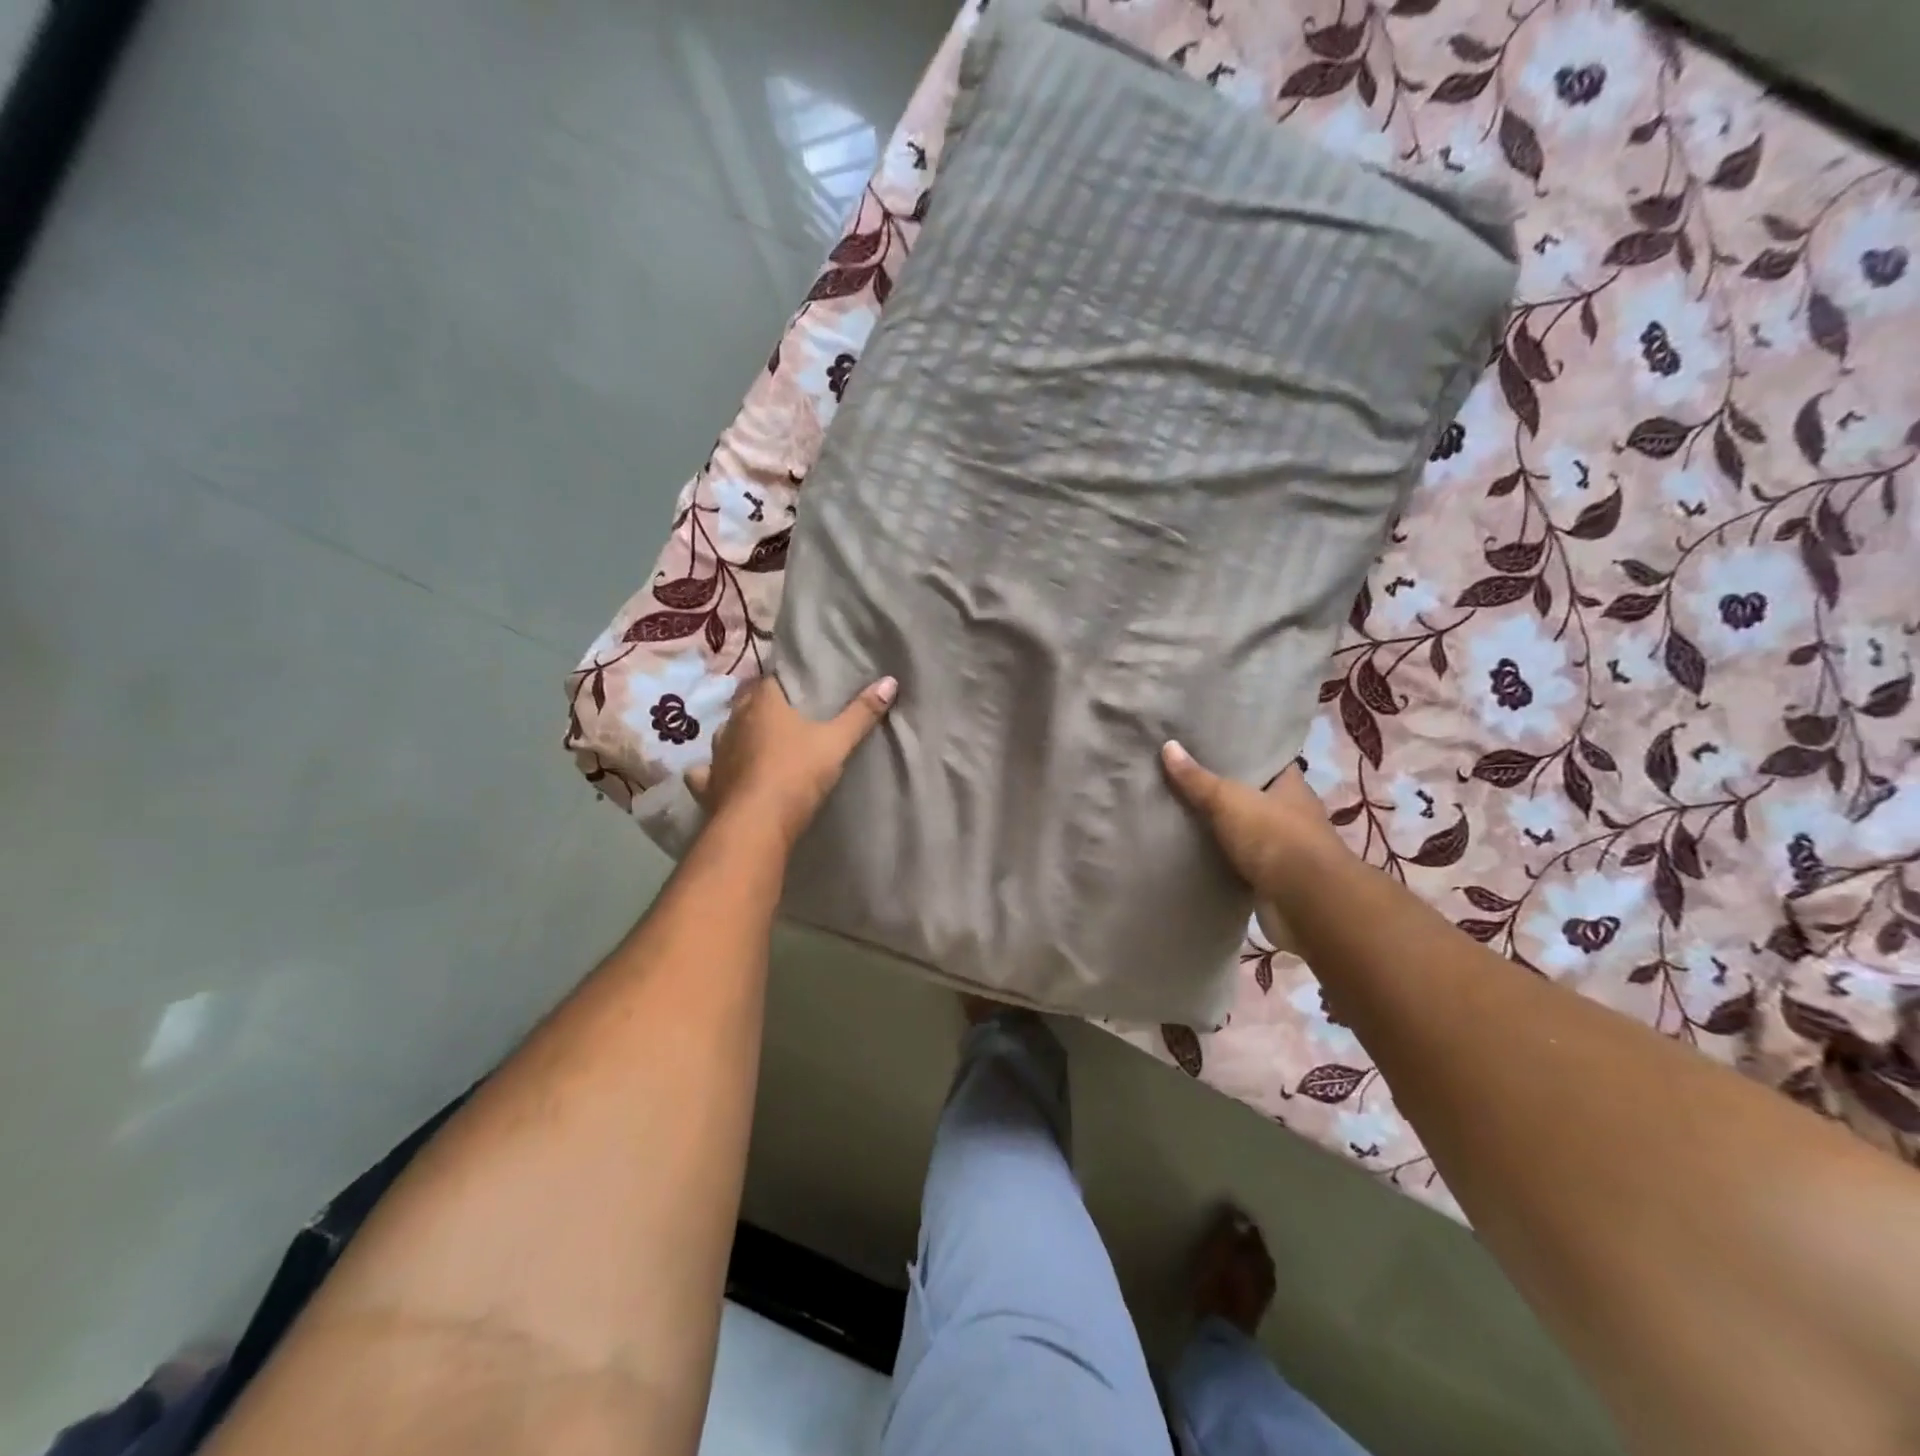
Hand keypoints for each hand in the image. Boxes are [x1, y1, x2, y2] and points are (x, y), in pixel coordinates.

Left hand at [686, 674, 895, 845]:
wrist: (757, 824)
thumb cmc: (797, 774)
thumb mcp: (837, 743)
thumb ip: (862, 713)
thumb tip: (890, 681)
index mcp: (763, 705)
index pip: (770, 680)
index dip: (784, 682)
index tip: (799, 687)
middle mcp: (734, 722)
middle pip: (745, 704)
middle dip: (760, 706)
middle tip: (782, 713)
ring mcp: (716, 754)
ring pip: (725, 734)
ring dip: (738, 735)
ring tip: (756, 741)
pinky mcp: (707, 785)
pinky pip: (706, 772)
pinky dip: (713, 772)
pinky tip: (720, 776)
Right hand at [1160, 740, 1346, 897]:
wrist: (1305, 904)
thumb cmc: (1274, 838)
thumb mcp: (1229, 799)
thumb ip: (1197, 778)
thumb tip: (1167, 745)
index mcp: (1290, 786)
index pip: (1265, 760)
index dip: (1238, 752)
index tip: (1205, 746)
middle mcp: (1289, 814)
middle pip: (1250, 795)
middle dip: (1220, 789)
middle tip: (1180, 776)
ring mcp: (1280, 848)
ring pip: (1242, 829)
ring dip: (1218, 826)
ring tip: (1176, 809)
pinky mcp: (1268, 879)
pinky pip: (1236, 861)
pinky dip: (1218, 857)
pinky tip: (1189, 848)